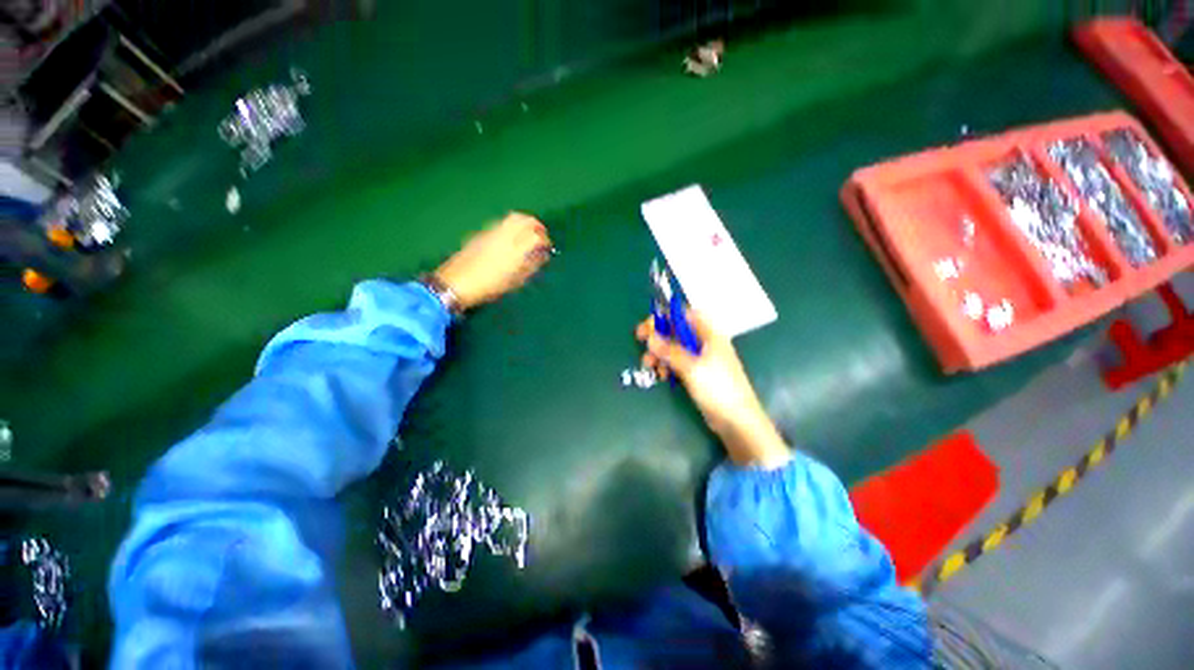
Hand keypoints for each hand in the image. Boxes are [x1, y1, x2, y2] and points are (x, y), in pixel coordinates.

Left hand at [434, 213, 552, 310]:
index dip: (545, 240)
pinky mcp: (483, 231)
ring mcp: (493, 231)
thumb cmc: (490, 287)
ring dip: (525, 222)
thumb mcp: (515, 281)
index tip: (547, 247)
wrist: (458, 282)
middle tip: (541, 235)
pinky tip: (511, 238)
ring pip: (514, 217)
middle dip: (536, 225)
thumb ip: (531, 266)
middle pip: (526, 219)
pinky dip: (513, 226)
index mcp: (515, 251)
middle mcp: (505, 236)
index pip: (536, 236)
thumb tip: (542, 255)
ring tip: (527, 234)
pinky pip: (503, 222)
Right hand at [636, 309, 789, 467]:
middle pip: (677, 332)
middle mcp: (705, 343)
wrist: (737, 421)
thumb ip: (669, 351)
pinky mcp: (698, 375)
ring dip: (660, 354)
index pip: (685, 315)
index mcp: (709, 335)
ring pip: (675, 349)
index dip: (666, 317)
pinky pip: (678, 364)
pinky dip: (667, 366)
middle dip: (659, 337)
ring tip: (649, 365)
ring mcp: (702, 360)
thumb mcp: (691, 367)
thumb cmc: (718, 388)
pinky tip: (661, 375)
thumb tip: (650, 337)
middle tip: (642, 344)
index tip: (647, 326)